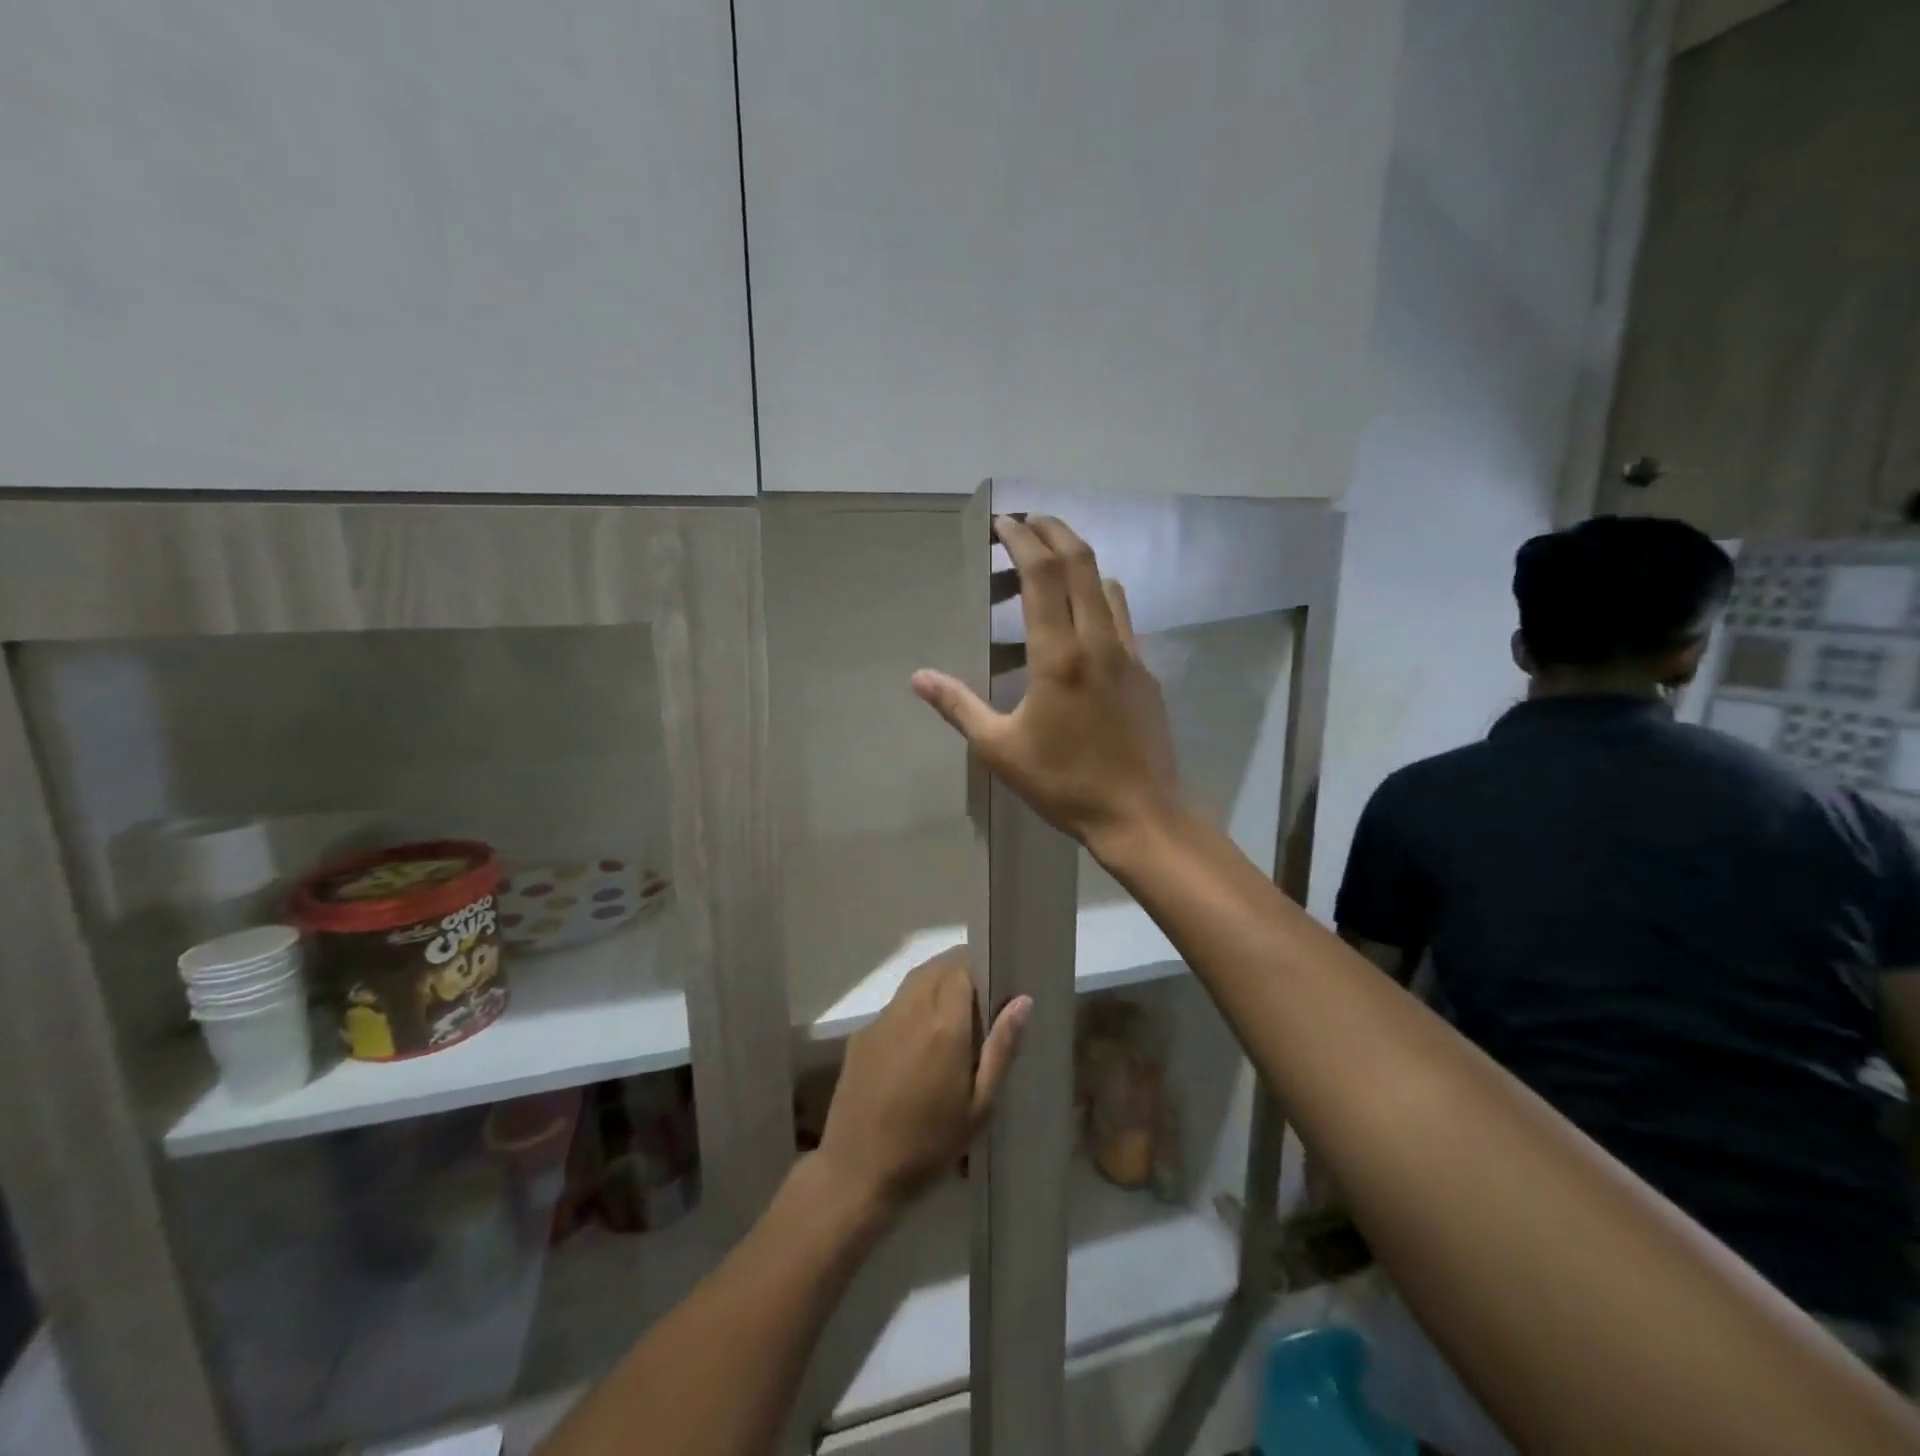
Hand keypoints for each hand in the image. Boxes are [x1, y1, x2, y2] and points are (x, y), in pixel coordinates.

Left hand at [816, 948, 1029, 1212]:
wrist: (857, 1172)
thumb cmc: (928, 1145)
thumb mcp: (979, 1106)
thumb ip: (1001, 1049)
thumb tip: (1022, 1001)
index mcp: (943, 1025)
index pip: (961, 968)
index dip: (979, 968)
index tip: (993, 984)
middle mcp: (910, 1011)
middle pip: (936, 968)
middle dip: (958, 972)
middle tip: (978, 999)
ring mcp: (881, 1021)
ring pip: (913, 982)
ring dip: (935, 984)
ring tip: (953, 1016)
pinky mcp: (861, 1037)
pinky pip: (894, 1006)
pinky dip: (912, 1007)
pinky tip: (919, 1042)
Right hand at [912, 515, 1181, 855]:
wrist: (1140, 814)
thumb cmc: (1064, 783)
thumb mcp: (1000, 749)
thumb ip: (958, 706)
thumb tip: (919, 678)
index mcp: (1059, 655)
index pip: (1042, 574)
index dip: (1021, 539)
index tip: (1003, 522)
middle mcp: (1099, 641)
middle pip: (1081, 563)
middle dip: (1054, 531)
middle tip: (1028, 521)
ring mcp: (1129, 654)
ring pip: (1107, 585)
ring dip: (1079, 562)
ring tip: (1051, 564)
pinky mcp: (1146, 672)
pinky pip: (1122, 617)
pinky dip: (1099, 597)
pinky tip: (1083, 619)